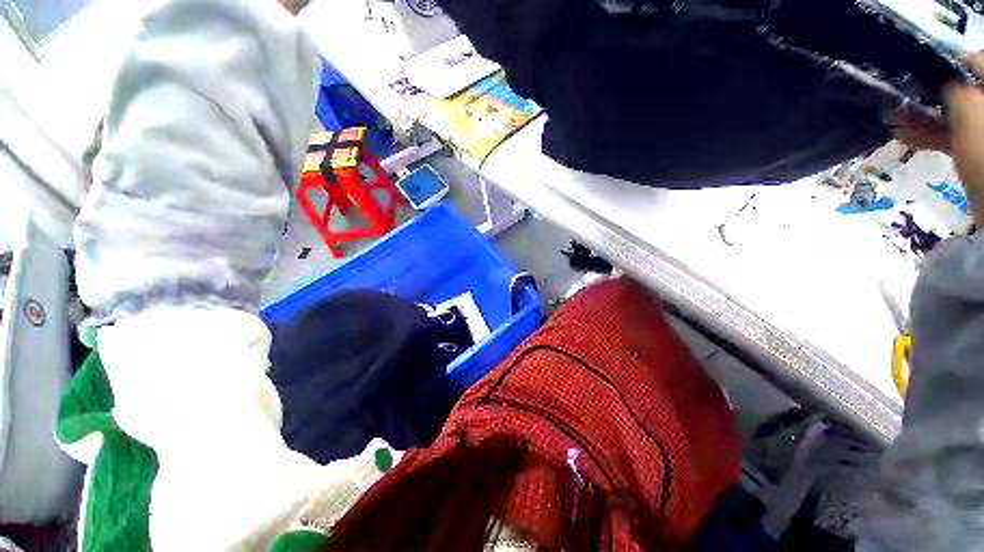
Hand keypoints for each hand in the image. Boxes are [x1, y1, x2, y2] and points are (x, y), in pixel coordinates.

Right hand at [893, 53, 983, 221]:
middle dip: (929, 96)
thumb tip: (939, 80)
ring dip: (923, 117)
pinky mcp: (975, 150)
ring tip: (892, 121)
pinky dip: (929, 135)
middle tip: (899, 99)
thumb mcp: (971, 115)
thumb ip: (956, 91)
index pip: (973, 63)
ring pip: (952, 115)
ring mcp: (980, 130)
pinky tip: (903, 136)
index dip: (944, 66)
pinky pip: (951, 136)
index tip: (917, 73)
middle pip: (961, 92)